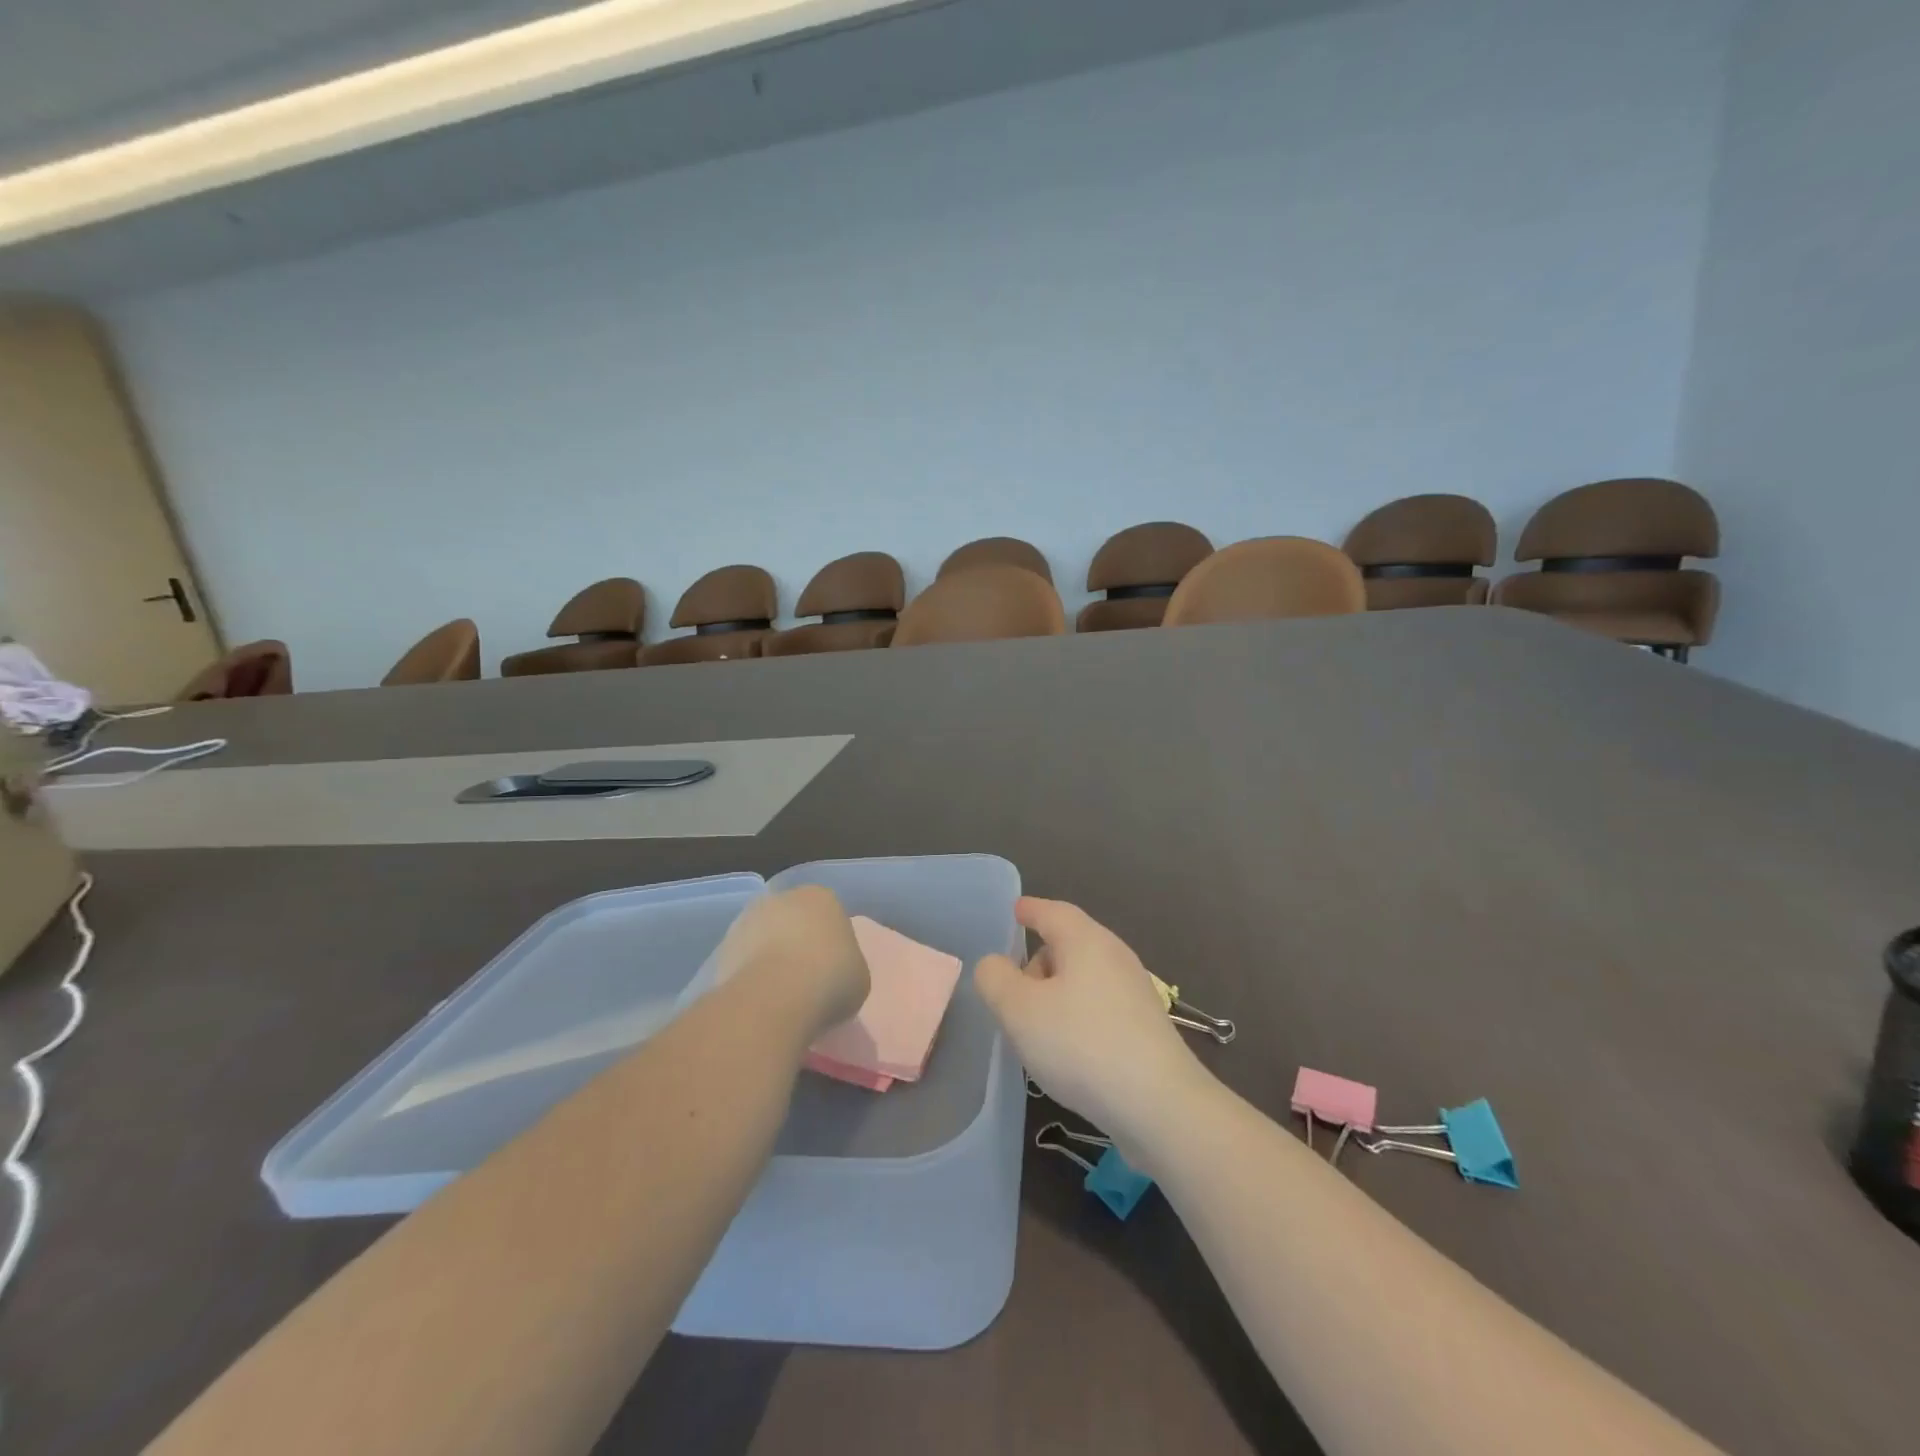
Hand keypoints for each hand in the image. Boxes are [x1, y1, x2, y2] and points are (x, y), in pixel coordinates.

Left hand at [712, 886, 870, 1040]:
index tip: (834, 971)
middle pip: (793, 922)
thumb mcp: (859, 977)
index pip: (829, 915)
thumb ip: (847, 966)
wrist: (776, 996)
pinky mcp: (722, 947)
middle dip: (797, 945)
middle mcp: (782, 898)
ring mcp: (747, 920)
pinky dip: (750, 978)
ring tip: (781, 997)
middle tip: (807, 981)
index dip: (832, 944)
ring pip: (765, 939)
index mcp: (822, 897)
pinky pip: (744, 962)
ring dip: (770, 960)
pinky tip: (760, 1002)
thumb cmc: (831, 977)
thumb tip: (833, 975)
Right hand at [975, 896, 1206, 1145]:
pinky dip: (1077, 1017)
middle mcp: (1115, 956)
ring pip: (1084, 979)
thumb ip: (996, 979)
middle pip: (1069, 946)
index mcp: (1086, 940)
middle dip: (1039, 961)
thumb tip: (995, 964)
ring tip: (1035, 1030)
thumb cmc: (1081, 1044)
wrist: (1159, 1105)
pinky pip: (1099, 1006)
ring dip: (1056, 995)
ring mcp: (1135, 992)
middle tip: (1012, 993)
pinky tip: (1068, 1051)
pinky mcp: (1146, 1027)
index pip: (1052, 912)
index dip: (1030, 910)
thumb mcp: (1019, 1010)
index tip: (1015, 910)